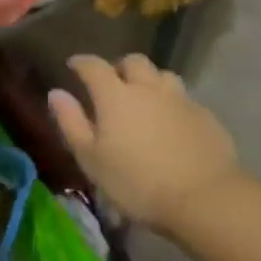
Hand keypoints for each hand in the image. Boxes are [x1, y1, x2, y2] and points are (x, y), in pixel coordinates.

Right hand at [47, 54, 244, 232]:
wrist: (204, 198)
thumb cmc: (136, 182)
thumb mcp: (91, 159)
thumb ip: (71, 122)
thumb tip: (56, 93)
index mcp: (115, 95)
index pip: (93, 66)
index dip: (81, 62)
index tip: (73, 65)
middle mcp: (147, 88)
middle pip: (133, 61)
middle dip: (119, 67)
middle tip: (112, 83)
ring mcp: (180, 99)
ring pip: (162, 75)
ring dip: (149, 80)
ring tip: (144, 98)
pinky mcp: (205, 115)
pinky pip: (183, 97)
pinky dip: (171, 102)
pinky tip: (170, 121)